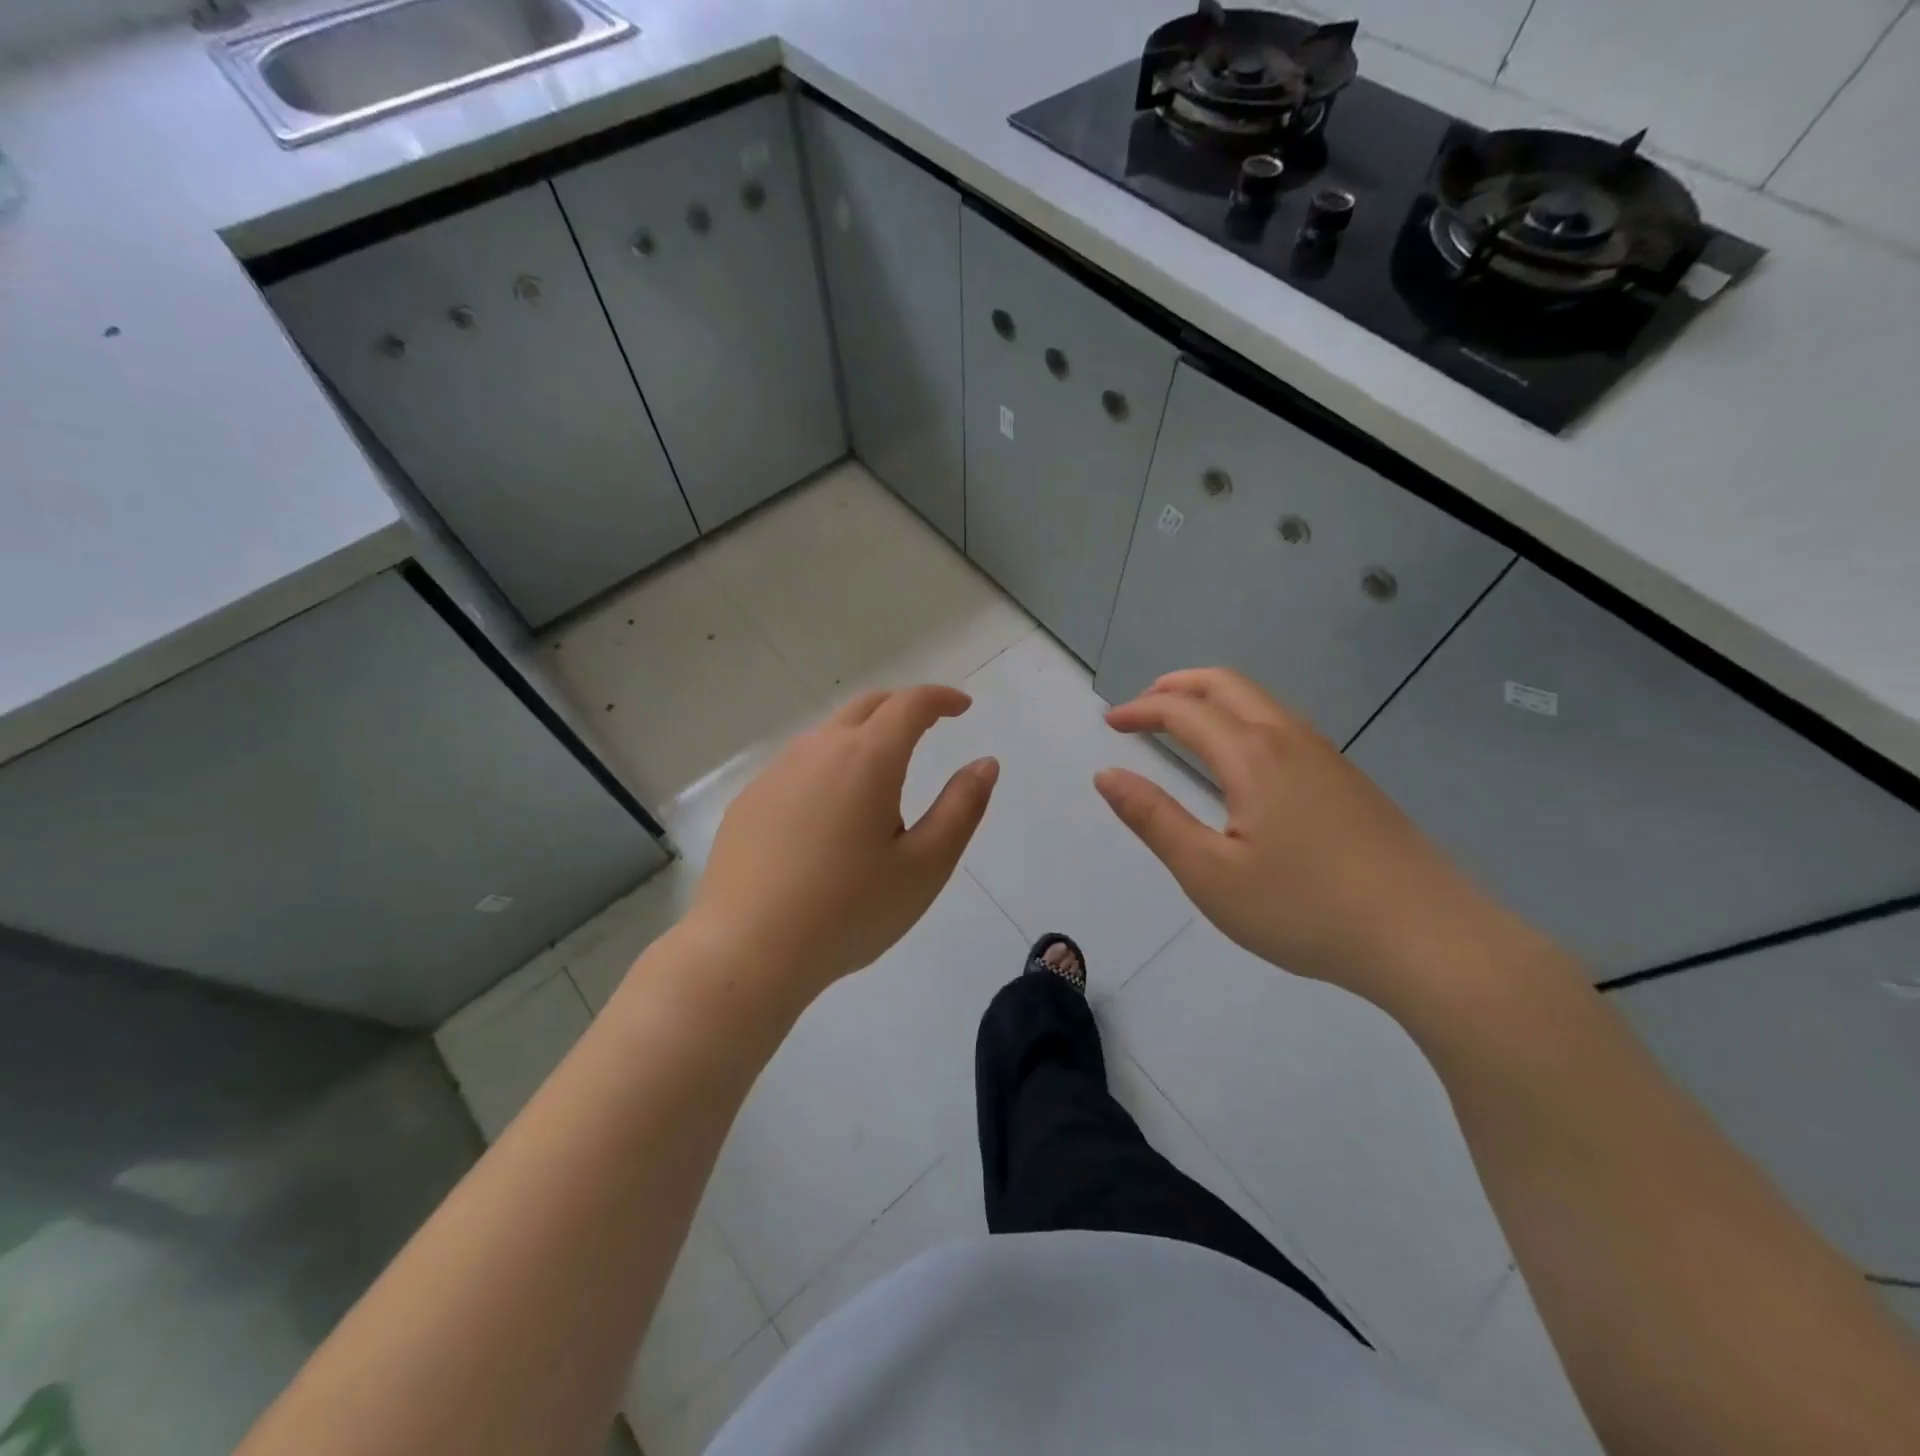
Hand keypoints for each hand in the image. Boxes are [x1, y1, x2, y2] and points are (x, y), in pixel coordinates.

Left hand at [687, 685, 997, 1005]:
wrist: (746, 951)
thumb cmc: (848, 911)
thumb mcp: (924, 866)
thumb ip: (961, 808)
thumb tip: (984, 763)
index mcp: (867, 758)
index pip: (910, 704)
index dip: (940, 698)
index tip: (962, 707)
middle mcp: (817, 750)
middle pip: (866, 706)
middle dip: (902, 706)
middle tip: (928, 726)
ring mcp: (776, 773)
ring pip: (829, 734)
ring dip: (863, 738)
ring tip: (881, 782)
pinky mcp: (749, 800)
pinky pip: (798, 766)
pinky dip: (828, 768)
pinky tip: (829, 816)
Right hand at [1095, 668, 1518, 1006]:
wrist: (1429, 939)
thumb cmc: (1306, 909)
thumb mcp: (1210, 874)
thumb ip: (1154, 819)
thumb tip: (1107, 774)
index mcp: (1253, 756)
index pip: (1184, 711)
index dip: (1142, 710)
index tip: (1110, 722)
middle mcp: (1291, 740)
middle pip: (1228, 685)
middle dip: (1178, 686)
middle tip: (1144, 704)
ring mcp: (1328, 758)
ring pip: (1262, 703)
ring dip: (1215, 699)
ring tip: (1185, 724)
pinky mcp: (1351, 782)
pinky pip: (1286, 726)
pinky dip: (1245, 720)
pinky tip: (1244, 761)